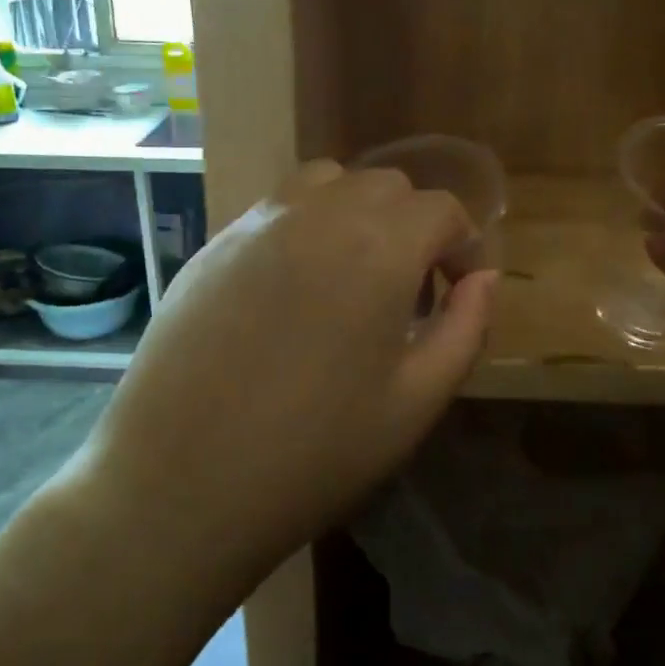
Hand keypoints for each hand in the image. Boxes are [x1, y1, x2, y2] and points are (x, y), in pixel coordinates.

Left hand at [88, 161, 495, 563]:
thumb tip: (484, 280)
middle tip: (408, 293)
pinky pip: (276, 210)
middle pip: (387, 187)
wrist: (180, 482)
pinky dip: (305, 227)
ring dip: (356, 214)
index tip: (457, 292)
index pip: (441, 209)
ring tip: (352, 277)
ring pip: (327, 183)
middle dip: (413, 227)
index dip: (462, 247)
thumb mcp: (416, 402)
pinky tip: (292, 290)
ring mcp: (257, 223)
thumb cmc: (314, 452)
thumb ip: (466, 329)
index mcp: (378, 247)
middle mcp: (318, 213)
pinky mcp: (214, 244)